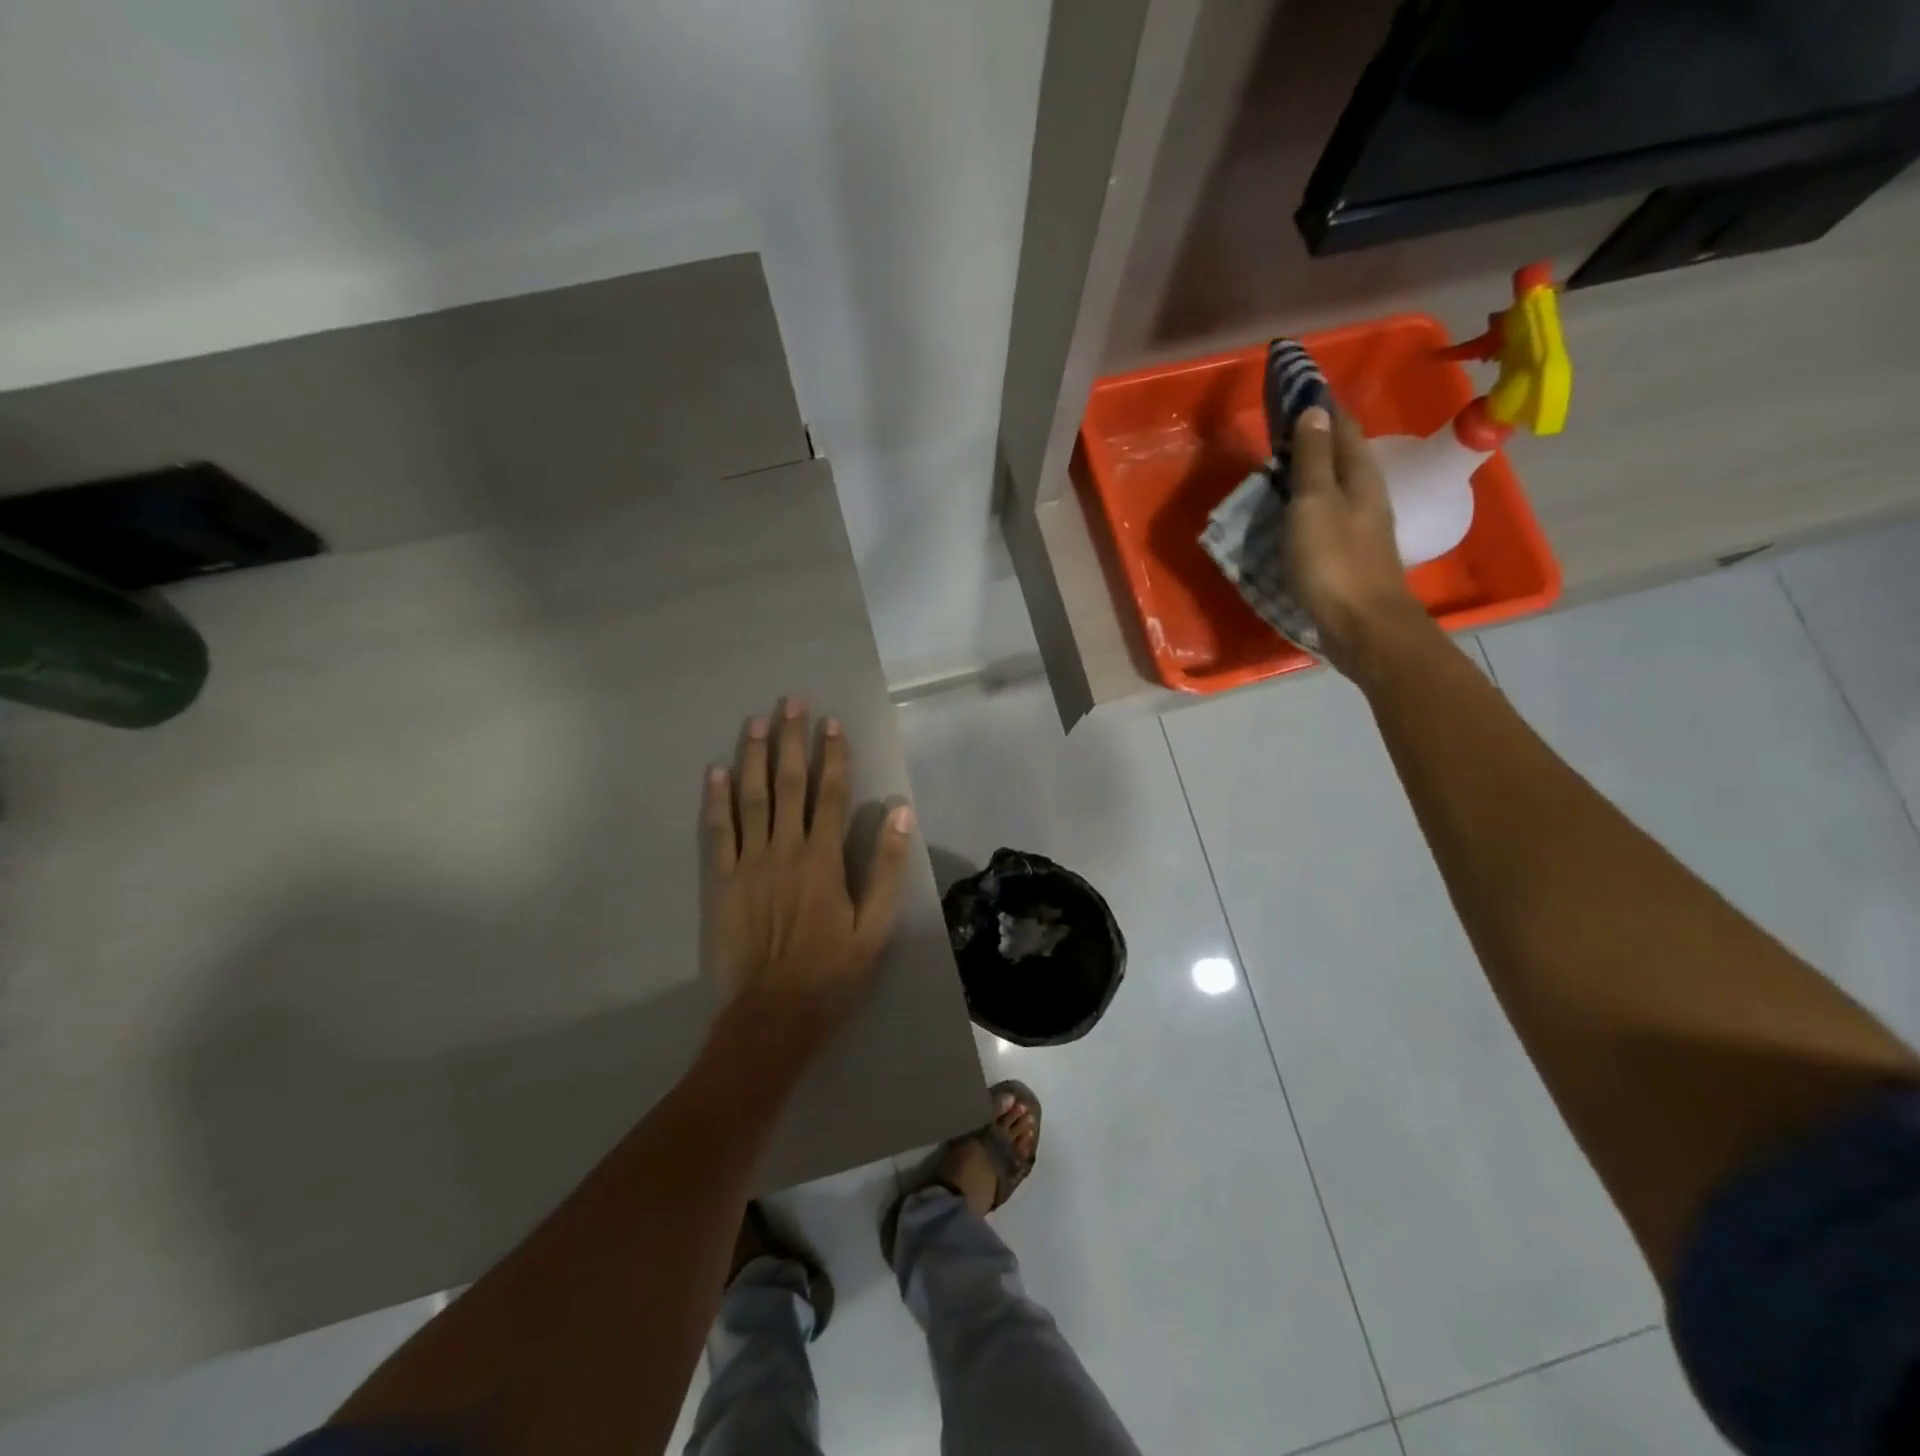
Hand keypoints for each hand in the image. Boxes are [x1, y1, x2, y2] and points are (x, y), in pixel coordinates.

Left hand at [702, 698, 914, 1046]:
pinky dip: (717, 800)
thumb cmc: (831, 972)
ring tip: (756, 722)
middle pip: (788, 784)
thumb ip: (886, 867)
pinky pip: (718, 831)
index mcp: (823, 859)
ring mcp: (749, 863)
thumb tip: (900, 812)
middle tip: (790, 702)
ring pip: (752, 798)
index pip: (830, 793)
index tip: (832, 722)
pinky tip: (716, 771)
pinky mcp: (722, 881)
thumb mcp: (875, 926)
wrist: (773, 1014)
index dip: (833, 755)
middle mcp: (785, 850)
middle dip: (791, 740)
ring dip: (755, 757)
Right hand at [1284, 405, 1425, 676]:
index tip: (1297, 388)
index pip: (1342, 427)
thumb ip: (1314, 459)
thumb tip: (1316, 409)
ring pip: (1336, 485)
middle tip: (1281, 428)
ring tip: (1281, 467)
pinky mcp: (1351, 553)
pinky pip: (1328, 514)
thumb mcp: (1315, 503)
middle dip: (1315, 437)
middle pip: (1342, 455)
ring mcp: (1362, 526)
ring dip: (1312, 472)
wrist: (1362, 624)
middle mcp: (1367, 494)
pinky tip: (1294, 512)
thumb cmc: (1333, 560)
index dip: (1321, 406)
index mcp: (1360, 476)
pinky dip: (1310, 504)